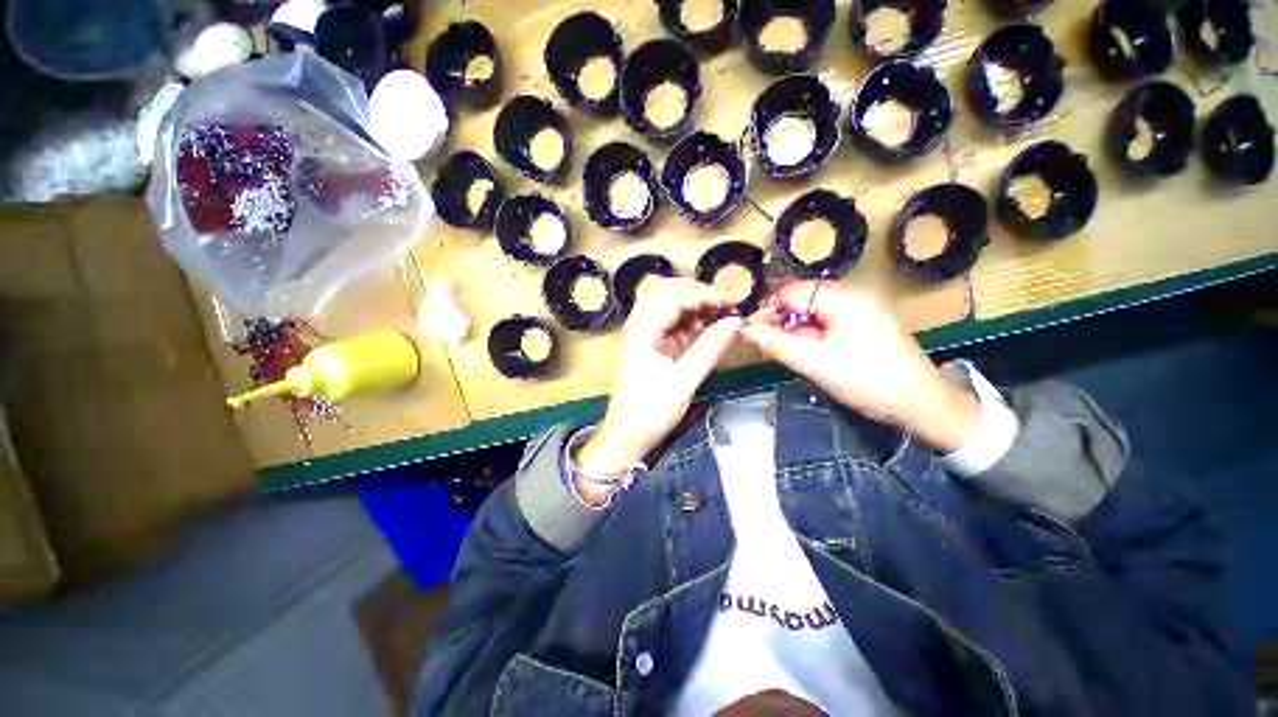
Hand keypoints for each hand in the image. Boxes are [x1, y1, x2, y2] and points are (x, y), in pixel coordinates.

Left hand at [576, 278, 741, 489]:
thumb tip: (736, 322)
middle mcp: (638, 324)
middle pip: (667, 292)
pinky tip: (701, 332)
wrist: (625, 437)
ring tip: (717, 319)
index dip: (706, 295)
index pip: (675, 297)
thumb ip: (710, 349)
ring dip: (693, 306)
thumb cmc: (650, 412)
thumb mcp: (684, 381)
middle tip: (725, 307)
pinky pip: (669, 321)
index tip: (733, 303)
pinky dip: (687, 321)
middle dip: (698, 294)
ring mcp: (641, 333)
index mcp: (641, 330)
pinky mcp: (648, 343)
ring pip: (668, 304)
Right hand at [741, 282, 978, 452]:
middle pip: (801, 300)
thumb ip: (776, 343)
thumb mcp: (814, 362)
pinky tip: (807, 353)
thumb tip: (745, 330)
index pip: (791, 291)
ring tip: (786, 353)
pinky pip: (827, 322)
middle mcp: (852, 295)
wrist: (921, 403)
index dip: (767, 309)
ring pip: (813, 312)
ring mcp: (860, 309)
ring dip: (795, 330)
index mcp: (842, 298)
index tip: (751, 331)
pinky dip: (812, 335)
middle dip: (780, 321)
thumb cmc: (866, 380)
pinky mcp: (864, 323)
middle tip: (766, 345)